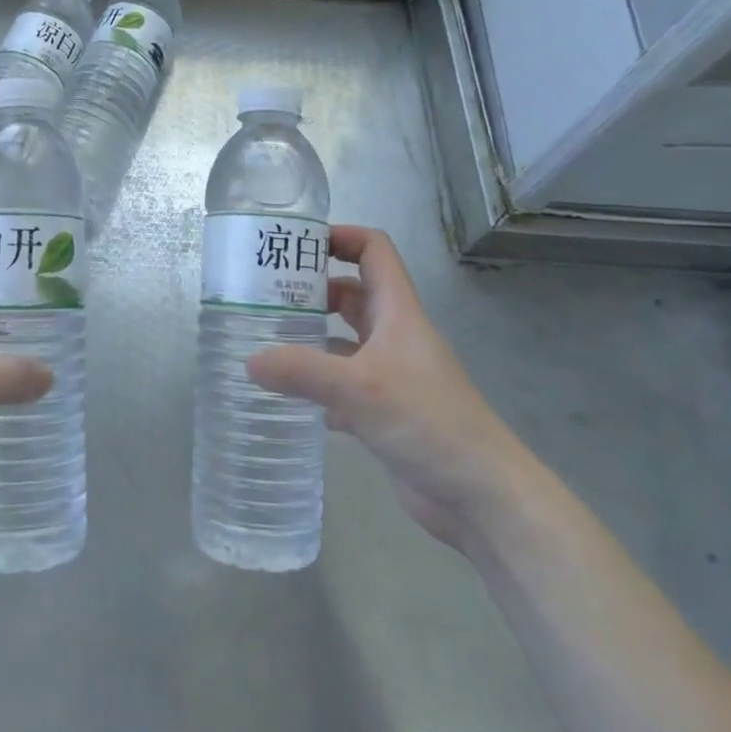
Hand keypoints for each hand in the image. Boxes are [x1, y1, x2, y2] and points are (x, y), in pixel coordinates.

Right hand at [247, 225, 535, 547]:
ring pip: (345, 342)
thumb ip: (302, 371)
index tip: (296, 243)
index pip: (374, 252)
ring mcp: (392, 376)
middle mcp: (395, 337)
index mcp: (398, 313)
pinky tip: (290, 399)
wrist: (481, 495)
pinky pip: (344, 386)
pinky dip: (319, 387)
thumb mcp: (359, 388)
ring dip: (312, 339)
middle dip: (313, 291)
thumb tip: (249, 361)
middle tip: (265, 297)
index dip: (340, 237)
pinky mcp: (386, 412)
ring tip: (266, 342)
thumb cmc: (428, 422)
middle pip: (353, 295)